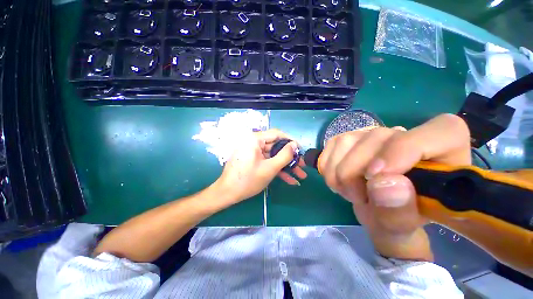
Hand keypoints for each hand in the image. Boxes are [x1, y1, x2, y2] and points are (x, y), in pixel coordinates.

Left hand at [213, 129, 306, 206]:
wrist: (227, 194)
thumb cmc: (248, 180)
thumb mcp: (270, 168)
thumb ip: (285, 155)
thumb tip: (295, 145)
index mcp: (255, 139)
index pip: (277, 134)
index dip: (290, 141)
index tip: (300, 150)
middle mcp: (254, 143)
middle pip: (276, 147)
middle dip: (290, 158)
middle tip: (302, 165)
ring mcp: (253, 152)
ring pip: (273, 156)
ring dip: (286, 166)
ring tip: (300, 175)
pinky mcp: (253, 160)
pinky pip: (267, 162)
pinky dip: (277, 169)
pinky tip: (289, 179)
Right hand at [318, 114, 470, 259]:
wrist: (374, 208)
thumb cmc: (396, 219)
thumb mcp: (402, 229)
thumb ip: (399, 213)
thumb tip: (384, 183)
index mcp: (444, 155)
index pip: (442, 132)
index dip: (405, 151)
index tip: (376, 178)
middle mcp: (406, 135)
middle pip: (376, 138)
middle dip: (356, 173)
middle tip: (358, 198)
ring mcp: (372, 134)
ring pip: (347, 141)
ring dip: (338, 172)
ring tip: (348, 191)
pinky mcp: (349, 138)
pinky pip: (331, 145)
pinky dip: (328, 167)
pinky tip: (338, 180)